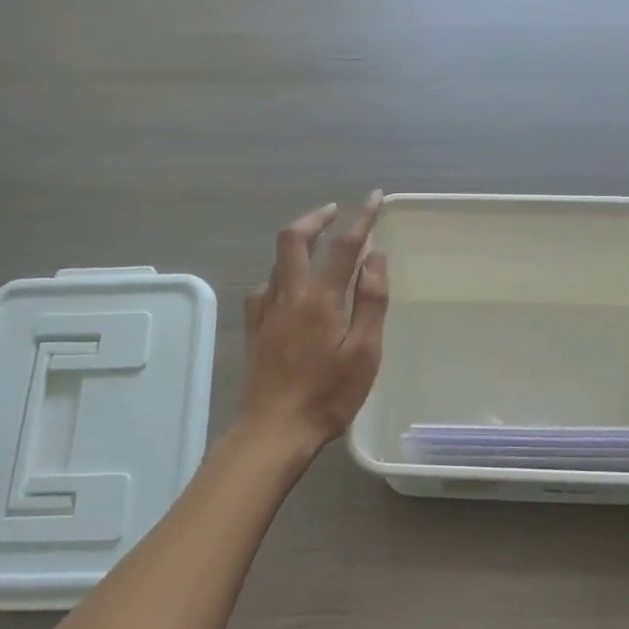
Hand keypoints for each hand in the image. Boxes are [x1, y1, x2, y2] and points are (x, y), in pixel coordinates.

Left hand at [238, 192, 389, 454]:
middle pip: (293, 239)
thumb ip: (371, 302)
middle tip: (334, 211)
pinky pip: (265, 286)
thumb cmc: (328, 396)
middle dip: (315, 218)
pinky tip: (290, 287)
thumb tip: (375, 257)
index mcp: (320, 299)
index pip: (343, 245)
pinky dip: (282, 273)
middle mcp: (288, 295)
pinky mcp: (253, 328)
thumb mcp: (364, 352)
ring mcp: (265, 310)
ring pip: (277, 260)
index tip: (374, 198)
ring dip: (298, 242)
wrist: (273, 430)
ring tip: (317, 243)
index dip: (361, 218)